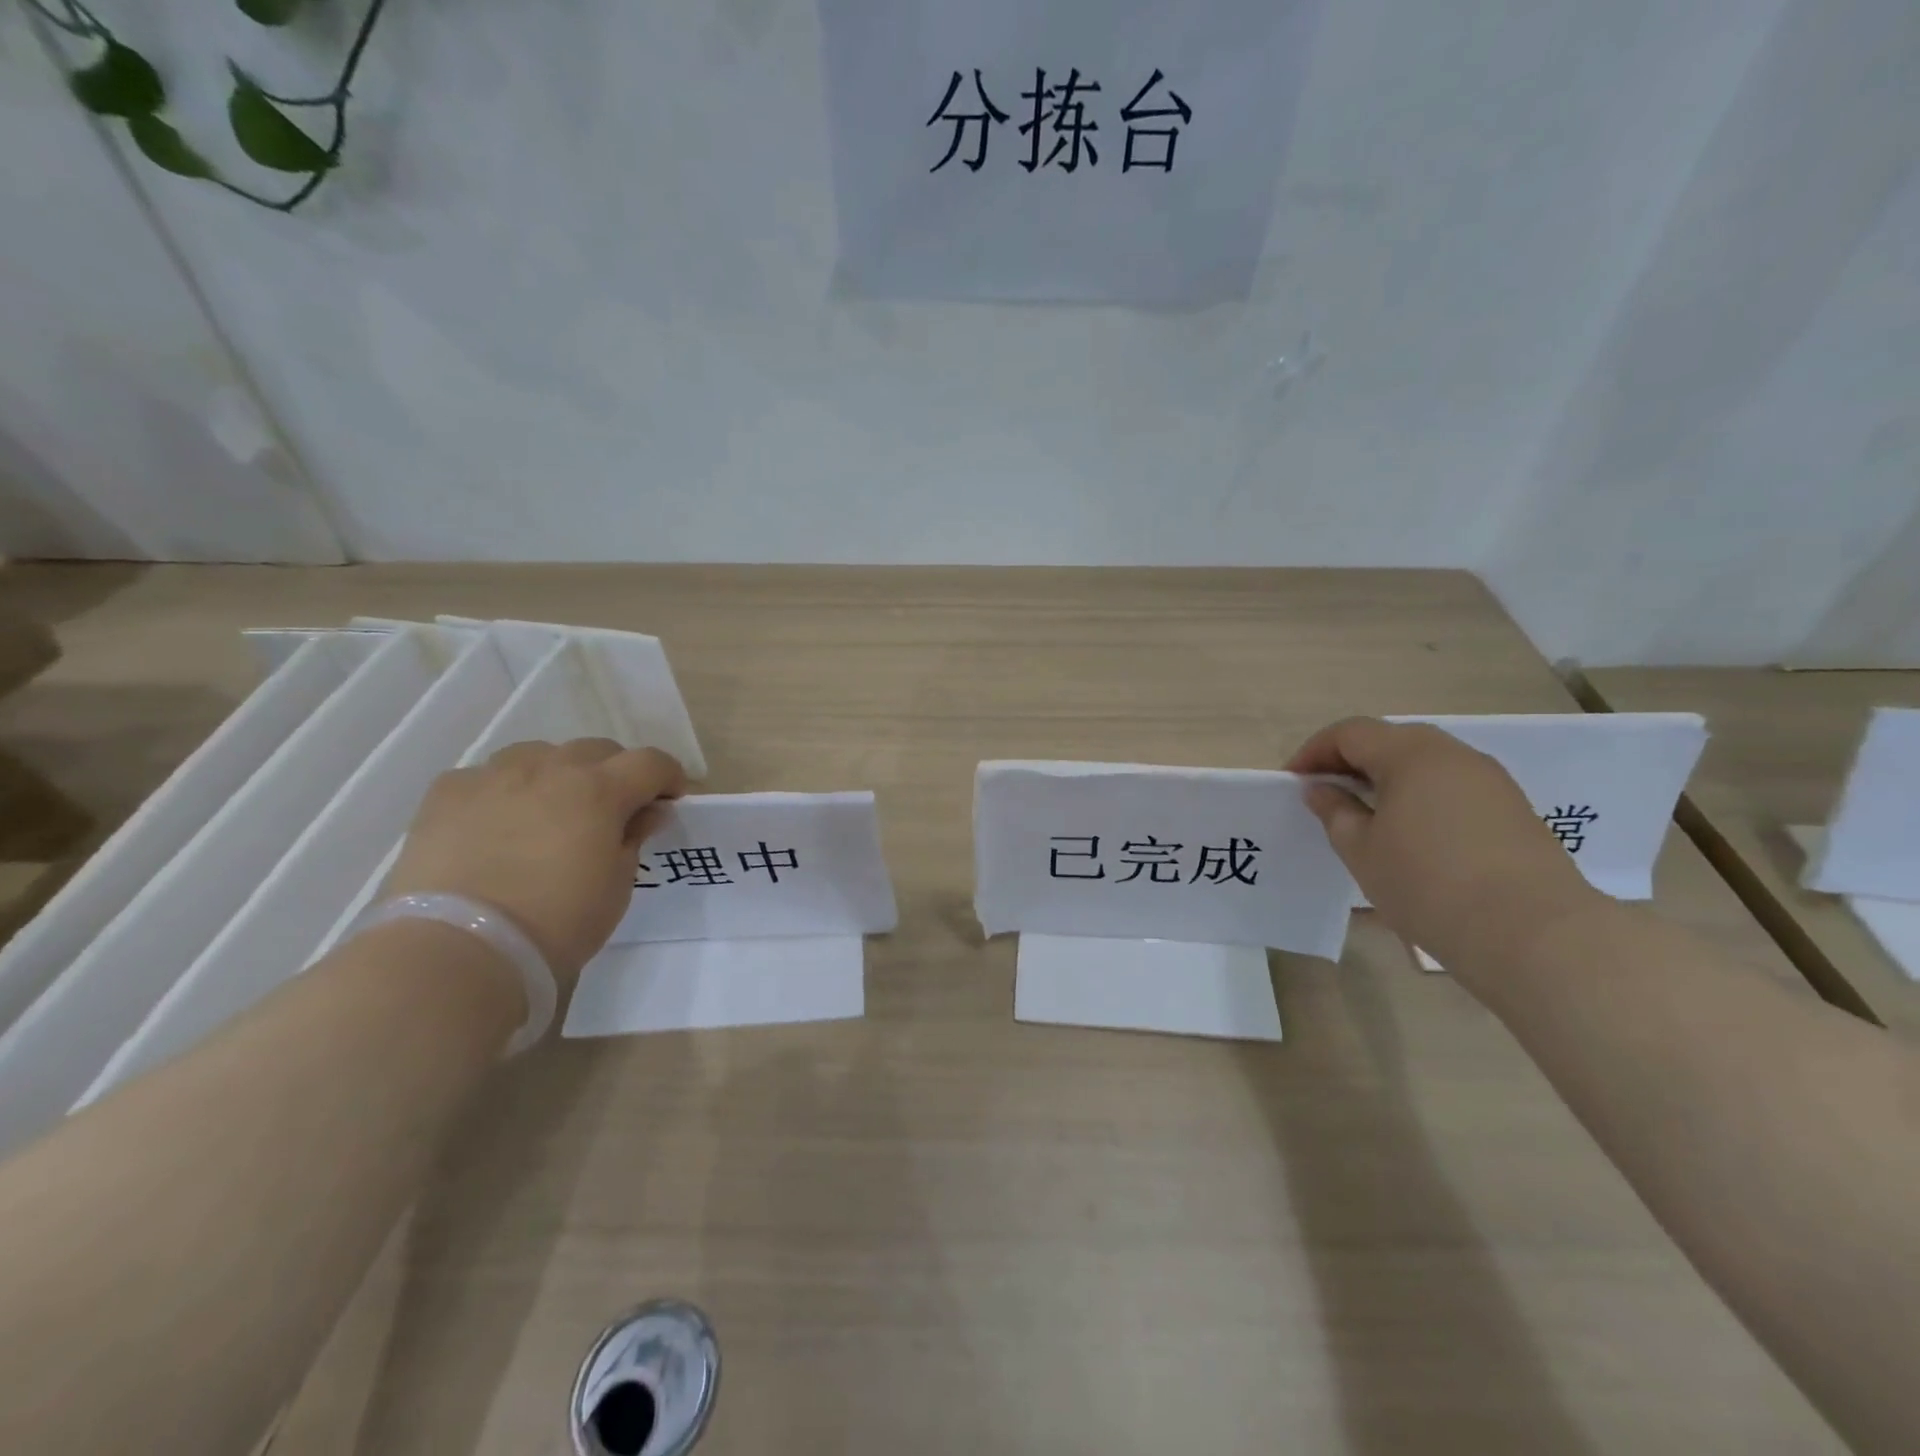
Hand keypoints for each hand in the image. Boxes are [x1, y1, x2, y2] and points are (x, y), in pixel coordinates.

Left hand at [382, 741, 686, 988]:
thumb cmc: (557, 923)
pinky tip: (497, 825)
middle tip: (612, 811)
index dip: (669, 778)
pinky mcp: (447, 793)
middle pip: (597, 749)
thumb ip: (633, 838)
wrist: (458, 951)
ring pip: (539, 754)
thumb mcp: (617, 886)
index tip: (669, 802)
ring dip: (557, 774)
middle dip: (615, 773)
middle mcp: (549, 768)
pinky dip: (503, 792)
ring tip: (551, 812)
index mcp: (600, 790)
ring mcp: (493, 776)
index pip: (651, 762)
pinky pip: (487, 777)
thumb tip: (645, 813)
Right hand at [1287, 718, 1600, 968]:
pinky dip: (1420, 797)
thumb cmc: (1427, 884)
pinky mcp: (1512, 809)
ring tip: (1365, 816)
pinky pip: (1451, 787)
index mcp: (1410, 754)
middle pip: (1390, 740)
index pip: (1350, 733)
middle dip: (1350, 761)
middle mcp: (1453, 754)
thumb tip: (1321, 789)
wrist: (1533, 933)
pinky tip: (1411, 835)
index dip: (1314, 751)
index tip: (1293, 782)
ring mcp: (1490, 780)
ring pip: (1424, 763)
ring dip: (1387, 779)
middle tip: (1326, 795)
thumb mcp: (1361, 849)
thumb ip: (1335, 811)